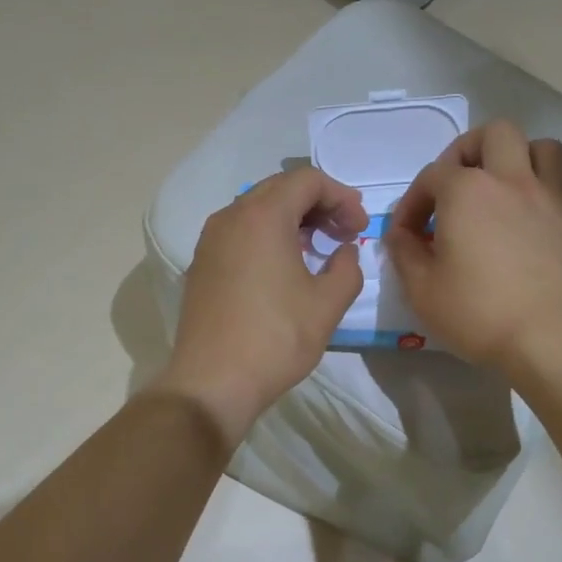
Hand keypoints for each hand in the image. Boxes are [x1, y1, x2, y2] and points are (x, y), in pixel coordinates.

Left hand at [154, 167, 368, 447]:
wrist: (212, 382)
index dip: (342, 196)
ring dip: (291, 219)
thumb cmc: (275, 339)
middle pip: (280, 188)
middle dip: (318, 204)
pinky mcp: (201, 265)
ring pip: (256, 209)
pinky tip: (283, 265)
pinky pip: (239, 232)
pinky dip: (267, 236)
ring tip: (318, 247)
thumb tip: (344, 252)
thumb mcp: (327, 304)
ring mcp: (210, 241)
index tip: (360, 226)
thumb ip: (347, 268)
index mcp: (262, 216)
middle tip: (344, 232)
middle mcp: (230, 217)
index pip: (307, 180)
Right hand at [386, 121, 561, 376]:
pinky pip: (560, 189)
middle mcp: (512, 181)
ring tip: (500, 191)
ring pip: (542, 148)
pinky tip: (528, 225)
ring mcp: (551, 199)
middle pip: (495, 134)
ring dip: (517, 160)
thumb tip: (400, 234)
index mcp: (467, 192)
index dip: (413, 201)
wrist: (550, 339)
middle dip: (468, 151)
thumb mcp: (420, 289)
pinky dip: (541, 196)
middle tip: (456, 186)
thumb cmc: (477, 312)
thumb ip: (404, 252)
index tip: (407, 234)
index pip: (432, 175)